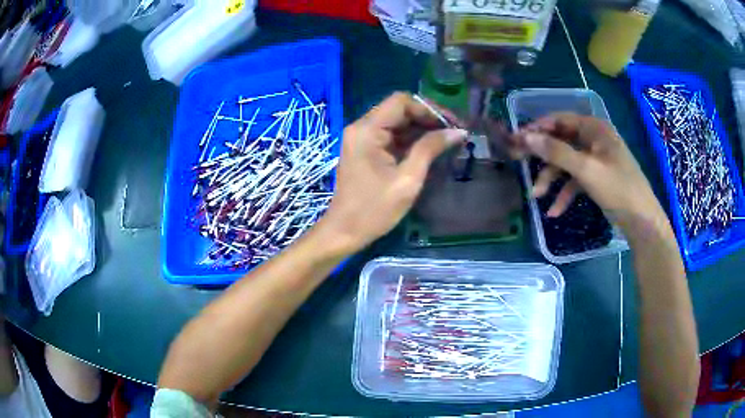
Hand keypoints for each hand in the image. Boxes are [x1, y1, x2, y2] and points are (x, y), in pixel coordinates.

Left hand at [319, 93, 467, 251]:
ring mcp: (362, 138)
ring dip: (421, 129)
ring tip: (447, 140)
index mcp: (367, 130)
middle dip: (428, 118)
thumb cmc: (374, 210)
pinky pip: (391, 136)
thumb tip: (458, 131)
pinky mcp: (365, 150)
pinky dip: (410, 140)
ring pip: (397, 122)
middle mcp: (361, 127)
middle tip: (454, 132)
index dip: (429, 109)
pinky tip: (430, 149)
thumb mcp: (408, 179)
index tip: (452, 124)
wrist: (344, 232)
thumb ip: (430, 149)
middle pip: (399, 110)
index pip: (401, 102)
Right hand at [513, 113, 668, 236]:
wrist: (642, 221)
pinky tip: (555, 210)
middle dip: (543, 157)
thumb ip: (556, 152)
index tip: (517, 140)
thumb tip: (526, 137)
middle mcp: (594, 139)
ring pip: (567, 163)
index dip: (537, 128)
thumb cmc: (618, 189)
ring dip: (552, 179)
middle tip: (519, 163)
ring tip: (537, 197)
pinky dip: (565, 193)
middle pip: (562, 141)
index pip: (560, 120)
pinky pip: (576, 179)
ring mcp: (596, 159)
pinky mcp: (598, 177)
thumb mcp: (586, 169)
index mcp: (595, 128)